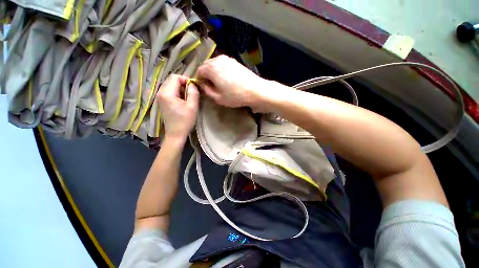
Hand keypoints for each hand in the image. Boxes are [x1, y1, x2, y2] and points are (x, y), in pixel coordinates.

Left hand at [157, 75, 198, 140]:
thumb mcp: (192, 106)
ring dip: (181, 89)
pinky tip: (183, 101)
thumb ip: (193, 92)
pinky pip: (169, 92)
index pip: (175, 77)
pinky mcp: (162, 102)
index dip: (186, 79)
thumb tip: (192, 84)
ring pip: (170, 86)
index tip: (194, 87)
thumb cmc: (185, 120)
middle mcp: (160, 93)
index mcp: (167, 93)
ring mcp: (160, 97)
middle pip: (171, 80)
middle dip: (183, 84)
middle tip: (192, 92)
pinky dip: (177, 93)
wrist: (176, 133)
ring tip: (189, 97)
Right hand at [196, 55, 270, 111]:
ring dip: (213, 71)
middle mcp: (218, 59)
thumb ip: (207, 90)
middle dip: (205, 74)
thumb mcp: (218, 98)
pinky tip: (226, 77)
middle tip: (210, 85)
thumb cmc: (235, 96)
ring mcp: (228, 59)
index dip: (199, 79)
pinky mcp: (235, 61)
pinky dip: (220, 69)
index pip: (199, 71)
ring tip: (218, 81)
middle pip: (206, 64)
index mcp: (211, 68)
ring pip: (214, 63)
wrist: (255, 90)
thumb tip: (203, 84)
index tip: (204, 87)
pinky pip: (223, 63)